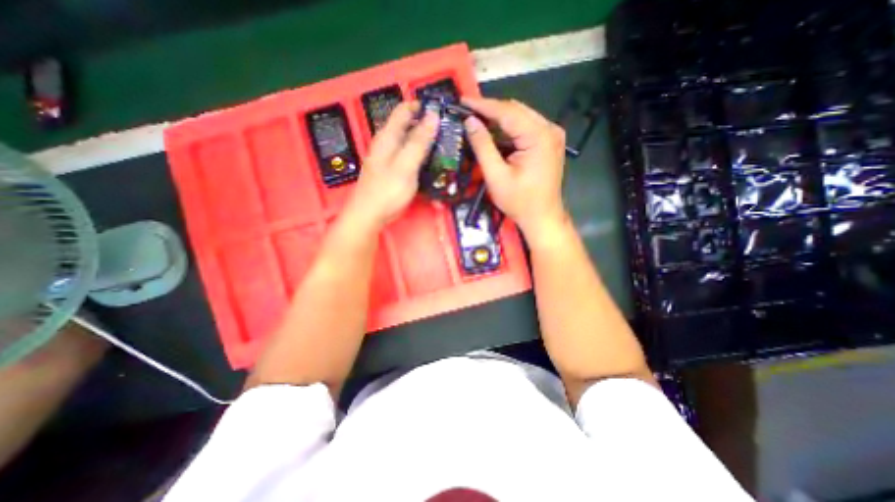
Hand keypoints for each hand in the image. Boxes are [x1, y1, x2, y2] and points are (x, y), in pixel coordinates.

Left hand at [344, 103, 439, 230]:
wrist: (369, 215)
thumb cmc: (387, 191)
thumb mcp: (406, 165)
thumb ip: (419, 141)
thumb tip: (433, 115)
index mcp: (388, 137)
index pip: (404, 110)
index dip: (421, 106)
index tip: (442, 109)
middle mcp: (387, 144)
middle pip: (407, 126)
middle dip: (427, 124)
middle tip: (448, 131)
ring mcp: (389, 158)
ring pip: (409, 142)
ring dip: (425, 141)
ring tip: (443, 146)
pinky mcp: (393, 171)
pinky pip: (408, 157)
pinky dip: (420, 156)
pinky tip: (430, 163)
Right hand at [462, 96, 564, 242]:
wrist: (542, 217)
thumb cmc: (520, 202)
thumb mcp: (496, 176)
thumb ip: (482, 146)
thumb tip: (470, 122)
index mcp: (539, 136)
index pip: (507, 112)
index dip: (483, 105)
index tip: (462, 101)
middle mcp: (549, 129)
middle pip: (515, 111)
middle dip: (490, 110)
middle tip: (467, 112)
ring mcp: (552, 135)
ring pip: (520, 118)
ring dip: (499, 120)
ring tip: (477, 121)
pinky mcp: (549, 142)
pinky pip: (526, 128)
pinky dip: (509, 130)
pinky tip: (494, 133)